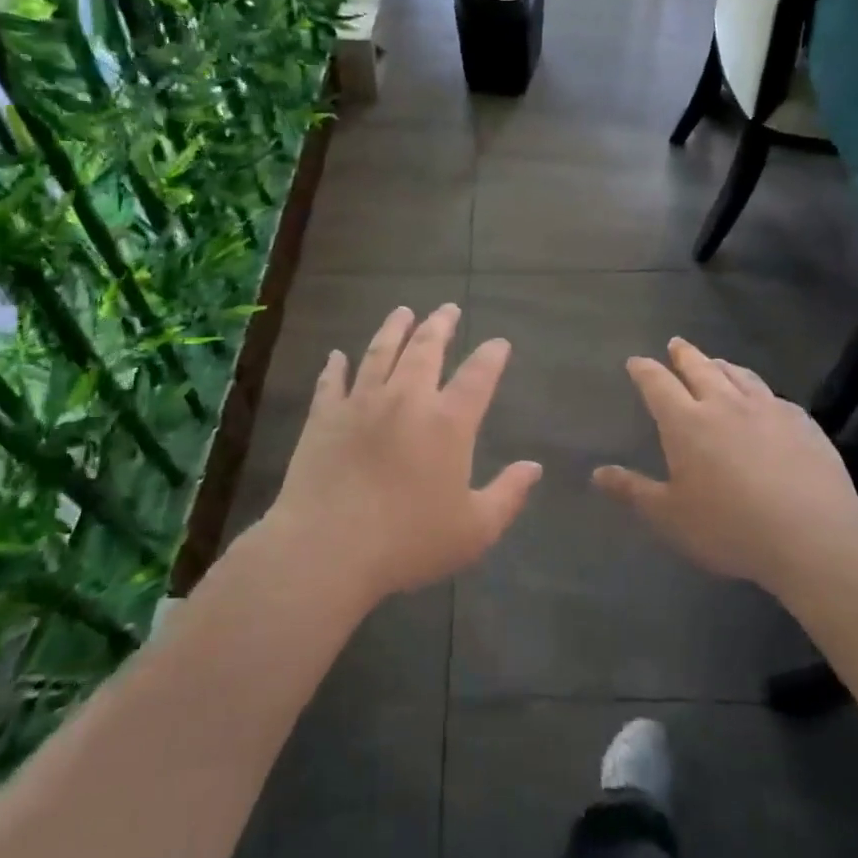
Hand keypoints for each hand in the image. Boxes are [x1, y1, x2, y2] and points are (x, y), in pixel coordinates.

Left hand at [263, 304, 541, 603]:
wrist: (327, 548)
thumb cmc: (408, 541)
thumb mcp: (474, 529)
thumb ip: (508, 495)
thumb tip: (533, 467)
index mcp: (447, 422)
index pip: (478, 376)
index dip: (492, 355)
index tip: (499, 343)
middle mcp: (406, 399)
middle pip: (426, 349)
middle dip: (440, 325)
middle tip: (447, 308)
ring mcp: (361, 403)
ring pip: (380, 352)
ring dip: (393, 329)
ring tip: (403, 311)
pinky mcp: (324, 417)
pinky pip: (331, 382)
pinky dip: (334, 366)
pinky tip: (335, 355)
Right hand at [593, 338, 857, 594]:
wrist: (813, 535)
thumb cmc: (730, 528)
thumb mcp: (670, 517)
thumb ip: (633, 491)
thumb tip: (597, 472)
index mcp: (686, 422)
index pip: (658, 384)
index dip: (644, 370)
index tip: (636, 361)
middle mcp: (724, 404)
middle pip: (699, 368)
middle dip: (683, 354)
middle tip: (675, 343)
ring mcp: (766, 408)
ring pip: (738, 375)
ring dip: (721, 365)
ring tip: (715, 362)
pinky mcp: (800, 421)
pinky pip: (771, 395)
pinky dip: (757, 389)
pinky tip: (762, 398)